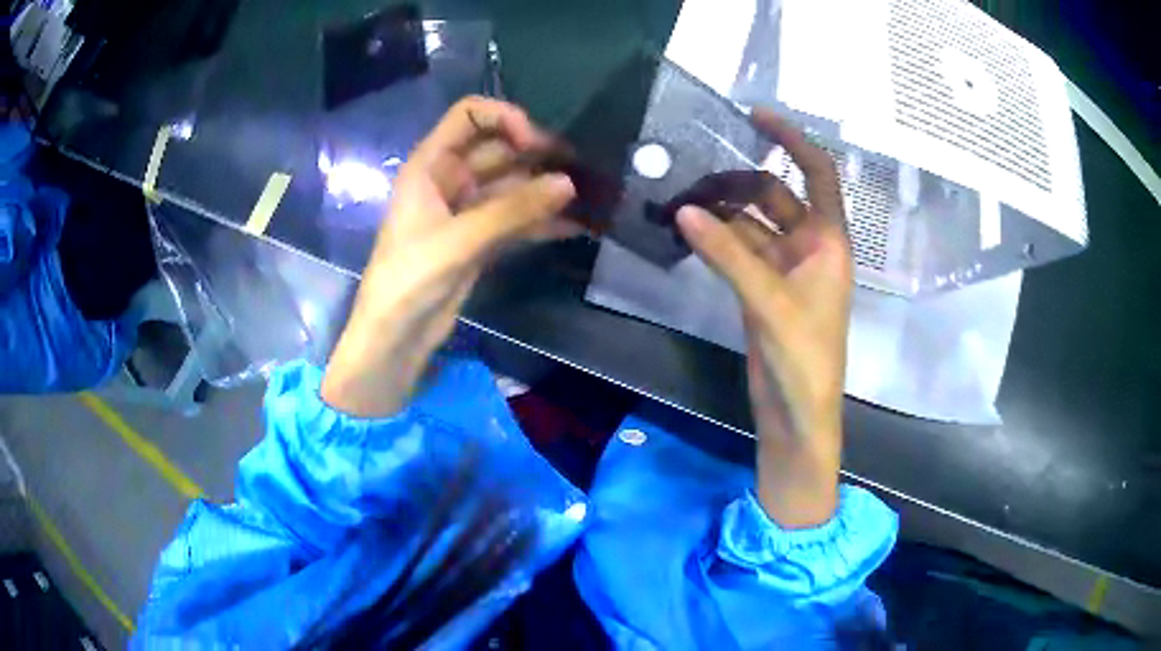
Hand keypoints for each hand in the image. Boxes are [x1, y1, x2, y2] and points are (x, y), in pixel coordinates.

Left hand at [321, 97, 575, 417]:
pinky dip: (541, 221)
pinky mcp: (480, 239)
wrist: (395, 335)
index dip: (505, 119)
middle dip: (537, 155)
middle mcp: (450, 179)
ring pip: (512, 186)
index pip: (470, 116)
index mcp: (431, 164)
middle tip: (581, 168)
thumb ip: (514, 210)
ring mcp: (467, 210)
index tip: (535, 146)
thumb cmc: (410, 277)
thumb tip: (569, 184)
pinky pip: (515, 219)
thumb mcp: (460, 239)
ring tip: (589, 196)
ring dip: (545, 190)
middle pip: (499, 150)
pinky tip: (575, 226)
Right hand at [676, 109, 850, 527]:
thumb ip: (728, 254)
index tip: (755, 114)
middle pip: (775, 195)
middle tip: (690, 171)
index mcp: (829, 241)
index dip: (792, 140)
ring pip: (753, 224)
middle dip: (738, 180)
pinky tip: (687, 230)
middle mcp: (810, 247)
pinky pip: (740, 251)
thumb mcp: (769, 302)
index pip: (817, 173)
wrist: (797, 415)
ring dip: (722, 211)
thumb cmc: (803, 360)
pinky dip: (716, 239)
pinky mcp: (763, 290)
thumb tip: (685, 210)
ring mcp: (785, 269)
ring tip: (678, 197)